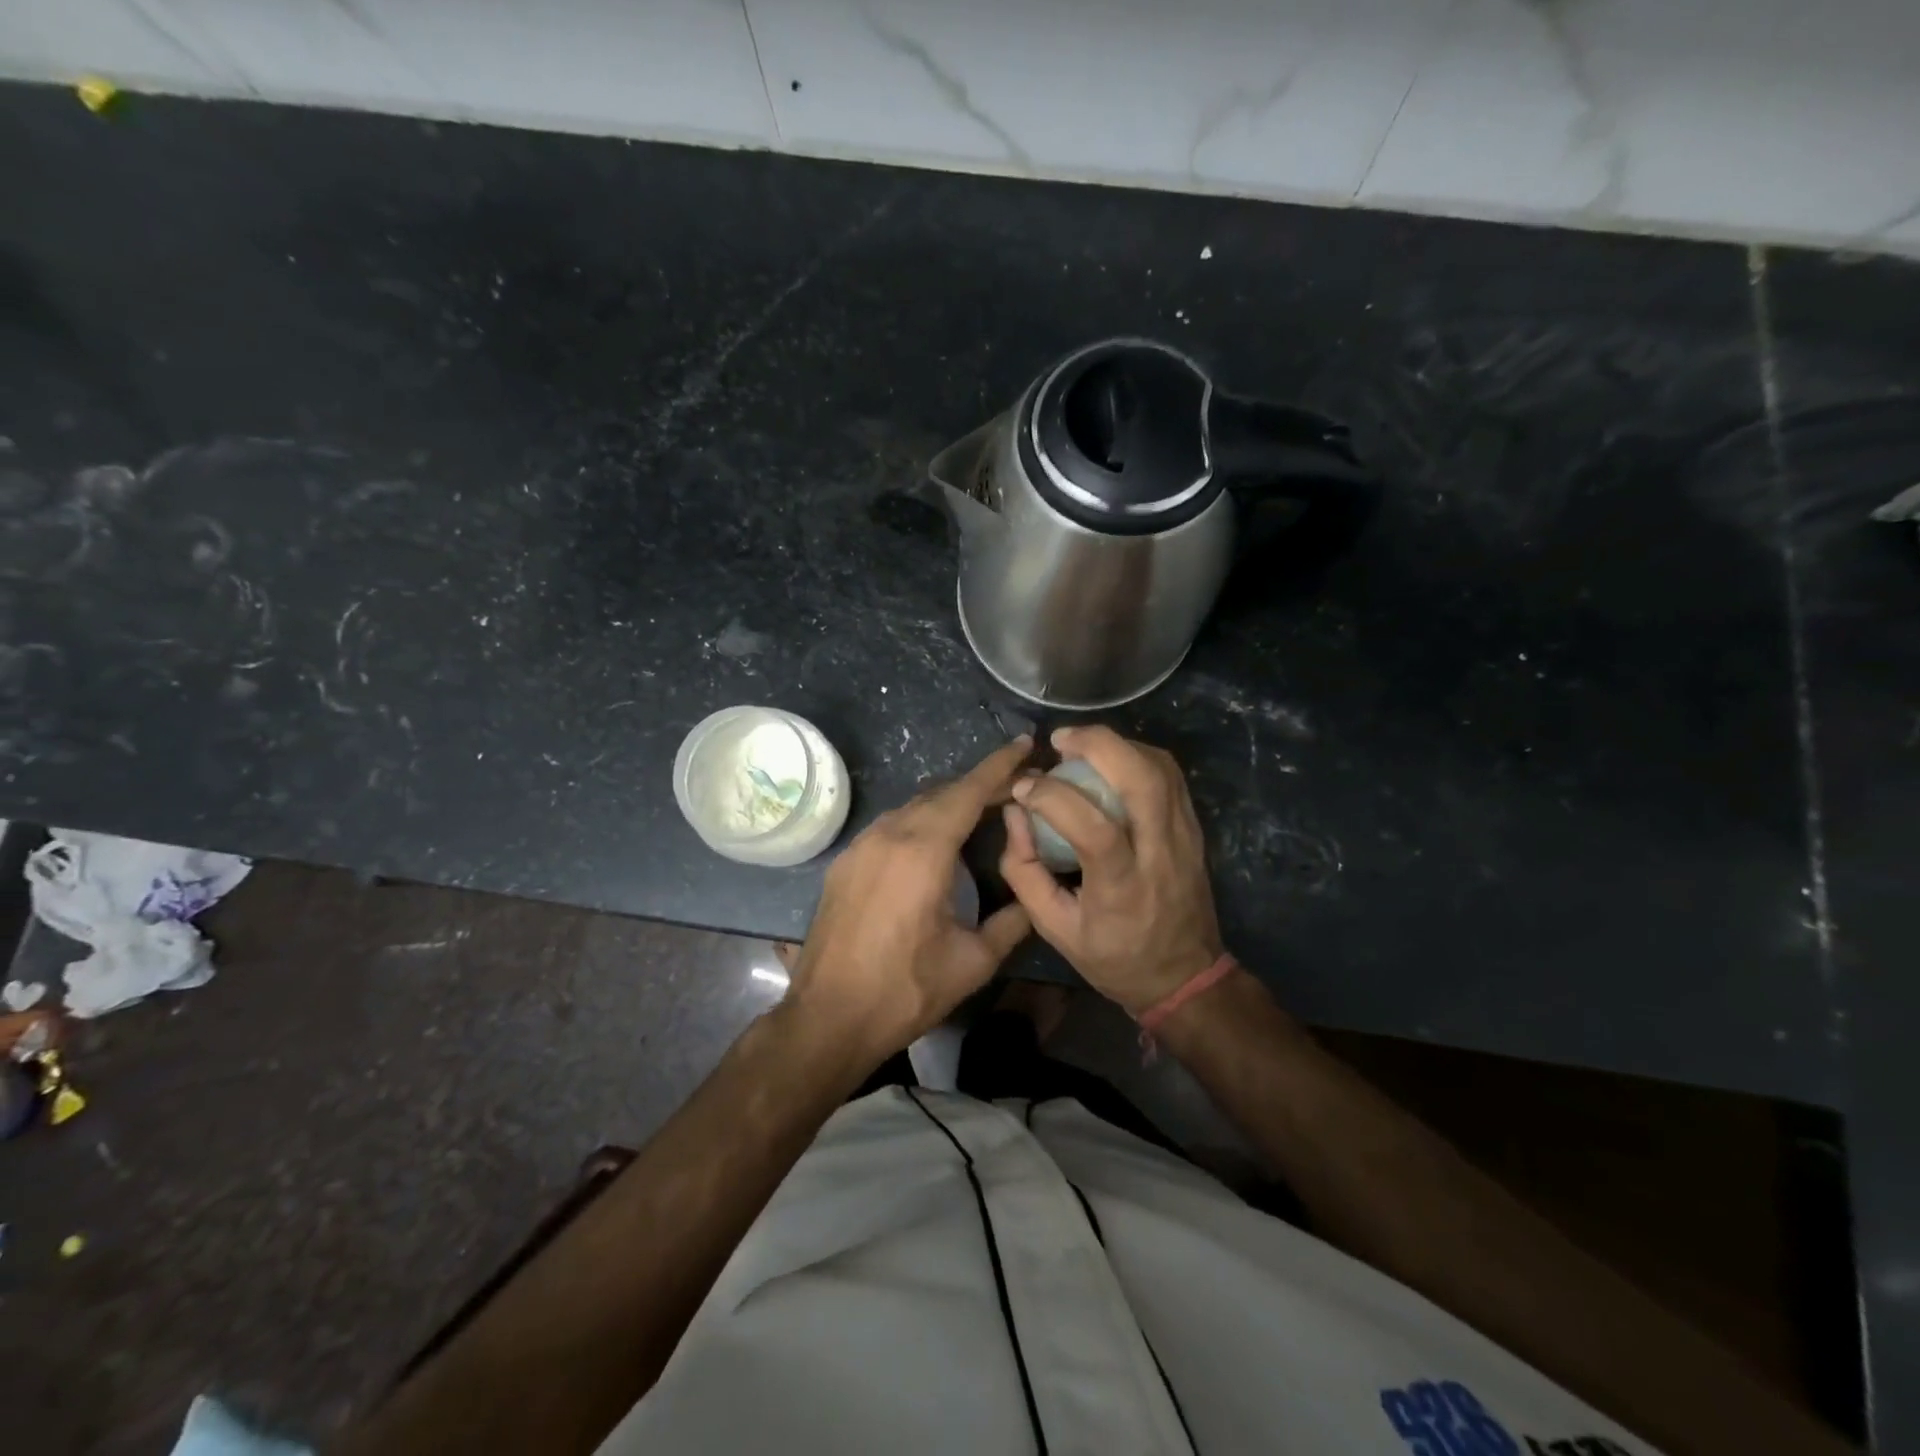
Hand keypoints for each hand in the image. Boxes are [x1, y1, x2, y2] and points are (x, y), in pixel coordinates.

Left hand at [781, 738, 1033, 1066]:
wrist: (828, 1017)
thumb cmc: (905, 990)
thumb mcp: (973, 961)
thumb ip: (1012, 921)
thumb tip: (1033, 896)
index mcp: (924, 850)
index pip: (969, 791)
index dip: (1000, 766)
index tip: (1024, 743)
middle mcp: (889, 834)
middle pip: (942, 793)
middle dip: (980, 785)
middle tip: (1015, 789)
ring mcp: (861, 845)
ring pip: (914, 807)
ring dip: (949, 803)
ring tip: (981, 813)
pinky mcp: (845, 862)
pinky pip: (891, 826)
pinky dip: (921, 821)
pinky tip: (936, 842)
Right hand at [1000, 726, 1222, 1015]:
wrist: (1185, 976)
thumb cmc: (1114, 957)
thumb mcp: (1055, 929)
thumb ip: (1025, 871)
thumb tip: (1014, 813)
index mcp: (1123, 888)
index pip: (1094, 828)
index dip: (1053, 797)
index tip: (1023, 787)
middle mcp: (1160, 854)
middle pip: (1142, 780)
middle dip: (1098, 745)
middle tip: (1059, 740)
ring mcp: (1185, 837)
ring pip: (1161, 768)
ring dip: (1118, 745)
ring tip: (1080, 746)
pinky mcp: (1194, 829)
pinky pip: (1170, 776)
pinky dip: (1138, 756)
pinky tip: (1110, 760)